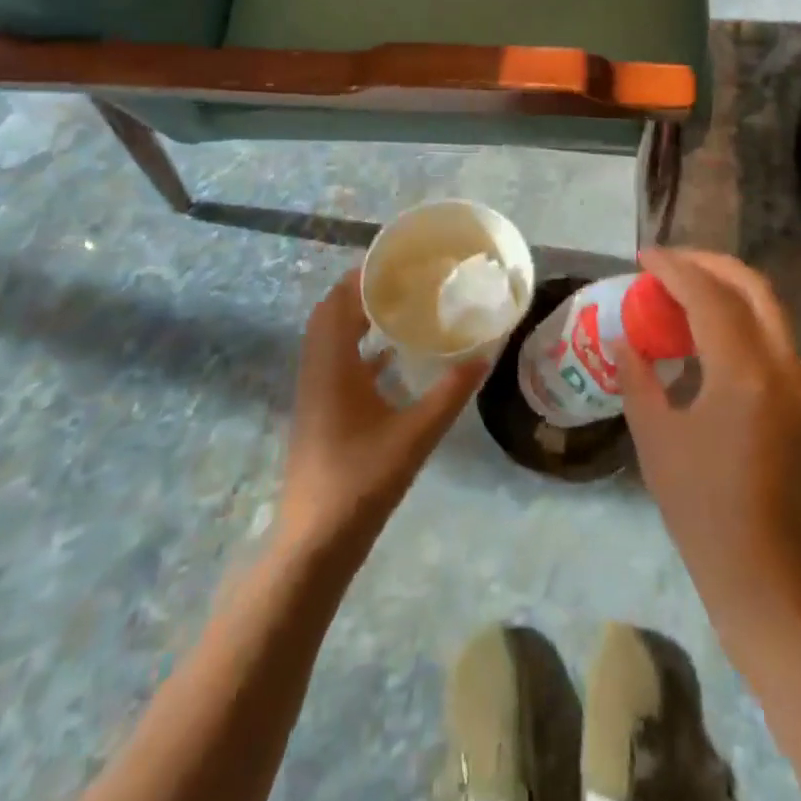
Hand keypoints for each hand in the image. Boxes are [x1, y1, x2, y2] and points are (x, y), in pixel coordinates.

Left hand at [278, 270, 486, 556]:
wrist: (316, 541)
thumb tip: (485, 355)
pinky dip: (359, 347)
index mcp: (333, 364)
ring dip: (358, 316)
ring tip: (400, 304)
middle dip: (363, 290)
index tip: (398, 259)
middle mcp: (318, 369)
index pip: (340, 301)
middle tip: (404, 278)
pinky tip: (391, 354)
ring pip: (331, 337)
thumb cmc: (362, 480)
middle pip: (332, 313)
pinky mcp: (320, 411)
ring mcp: (315, 391)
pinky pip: (337, 361)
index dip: (364, 275)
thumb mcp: (416, 434)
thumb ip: (451, 392)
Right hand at [618, 249, 800, 636]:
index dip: (674, 268)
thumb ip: (638, 377)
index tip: (643, 256)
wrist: (765, 576)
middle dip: (709, 264)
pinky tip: (713, 335)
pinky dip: (744, 320)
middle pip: (753, 287)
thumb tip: (626, 339)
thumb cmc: (700, 509)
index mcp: (744, 374)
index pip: (709, 297)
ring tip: (686, 290)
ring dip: (729, 289)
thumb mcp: (655, 438)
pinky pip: (777, 341)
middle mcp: (785, 368)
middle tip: (669, 263)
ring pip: (771, 311)